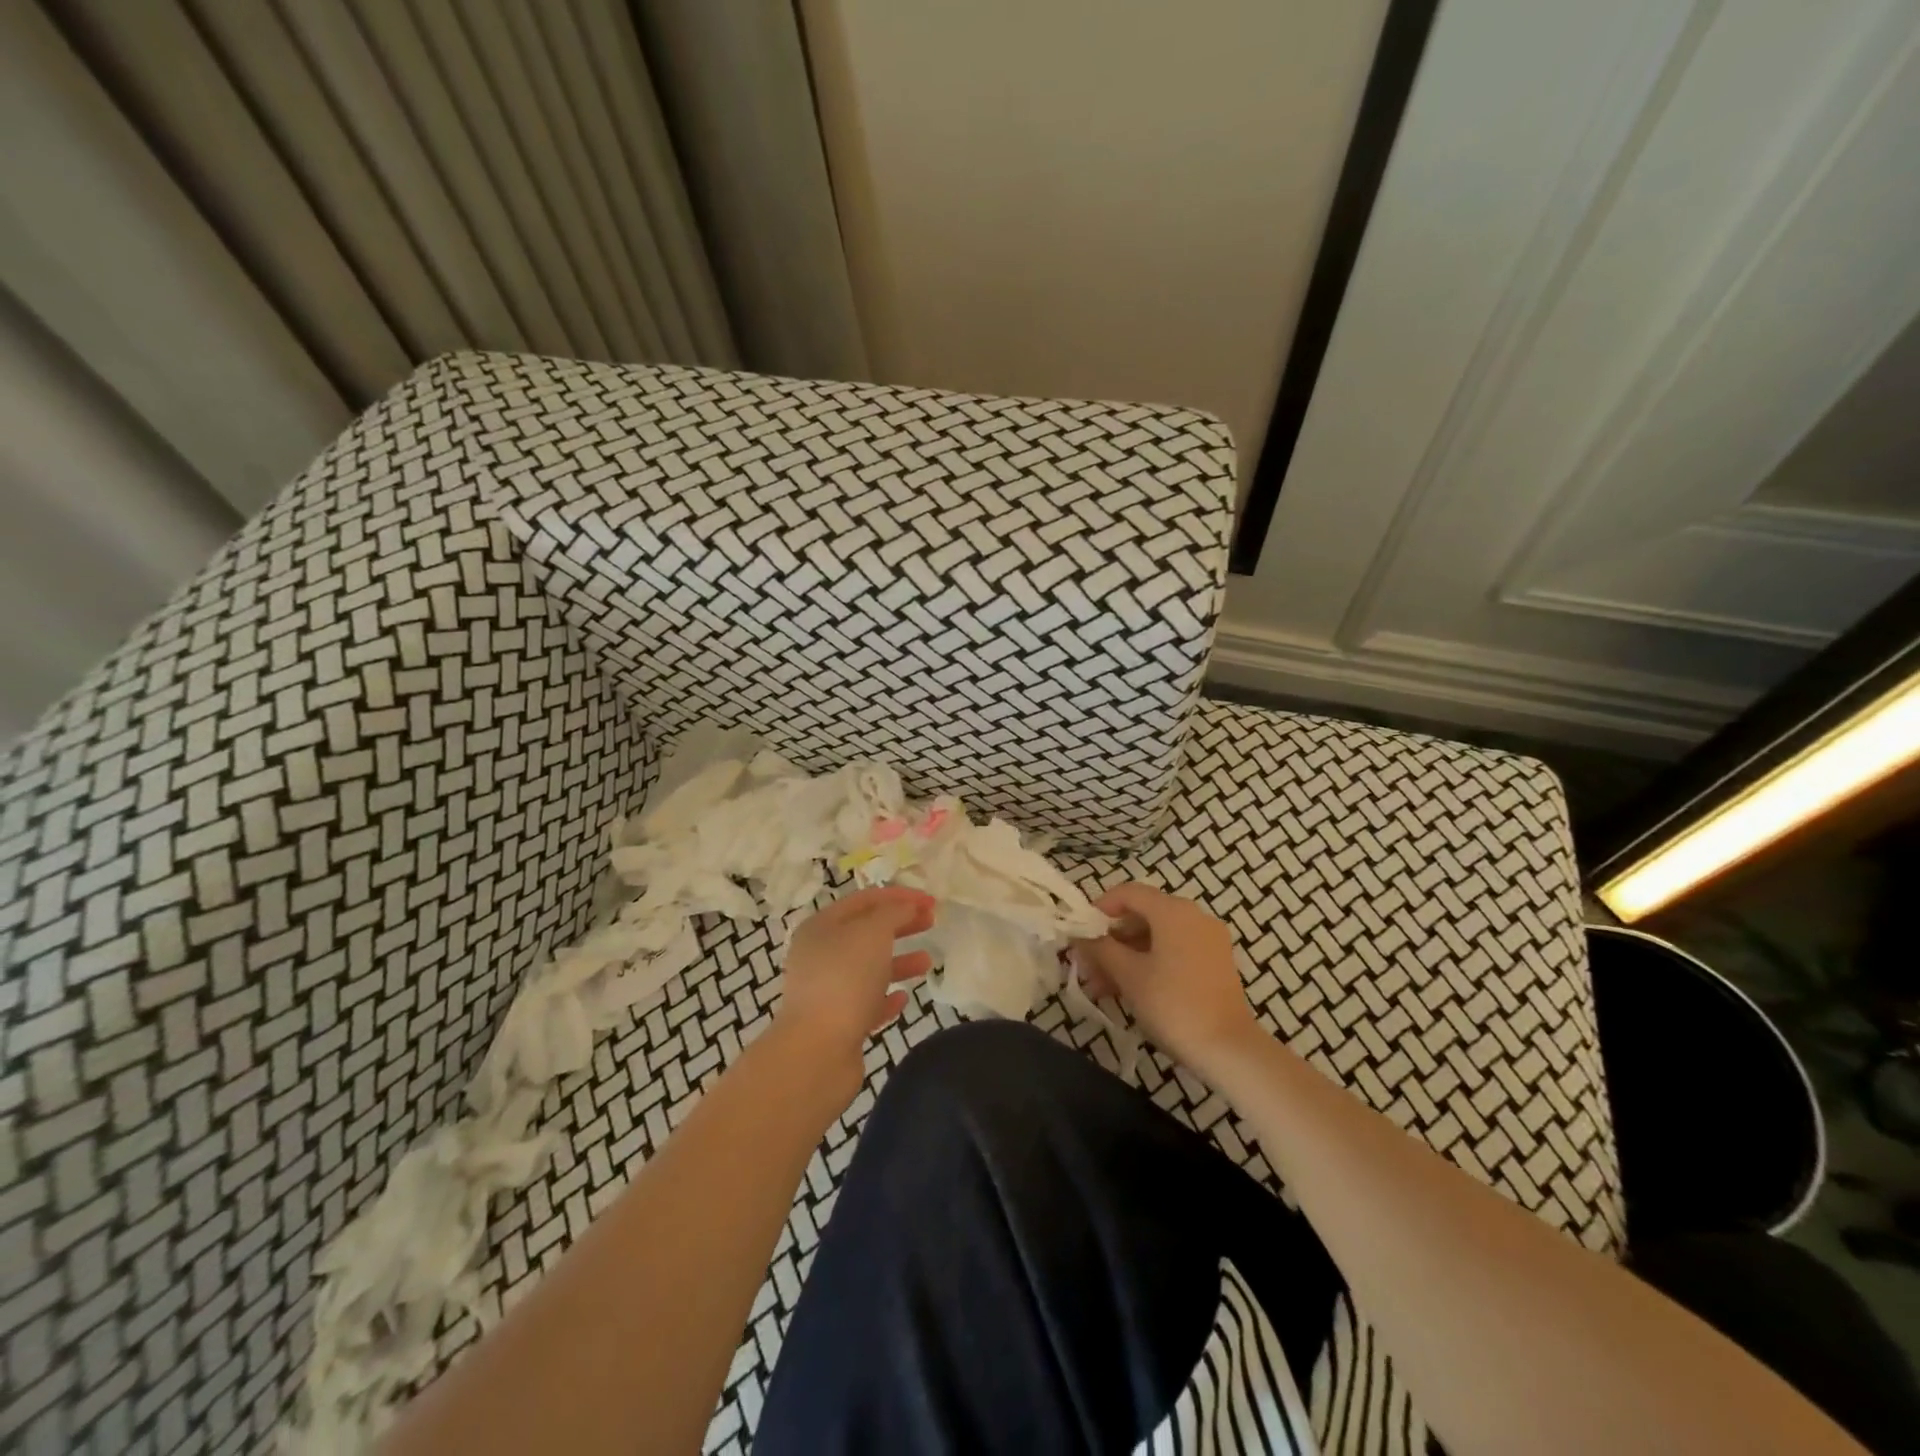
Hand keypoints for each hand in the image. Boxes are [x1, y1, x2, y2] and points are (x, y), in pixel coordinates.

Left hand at [774, 887, 934, 1104]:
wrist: (817, 1050)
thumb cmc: (845, 979)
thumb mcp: (873, 932)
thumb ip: (893, 913)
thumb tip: (905, 908)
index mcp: (821, 927)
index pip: (864, 900)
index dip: (899, 896)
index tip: (931, 900)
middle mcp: (819, 955)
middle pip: (866, 932)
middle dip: (900, 925)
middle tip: (932, 922)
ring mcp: (826, 991)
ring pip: (868, 968)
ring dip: (898, 962)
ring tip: (928, 962)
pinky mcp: (837, 1024)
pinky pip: (866, 1003)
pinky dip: (886, 997)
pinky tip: (903, 998)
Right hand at [1070, 883, 1261, 1077]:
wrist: (1228, 1049)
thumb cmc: (1173, 1004)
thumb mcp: (1128, 975)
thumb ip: (1101, 949)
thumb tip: (1080, 937)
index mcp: (1173, 911)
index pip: (1128, 893)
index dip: (1099, 908)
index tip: (1080, 932)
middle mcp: (1194, 916)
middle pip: (1142, 915)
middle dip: (1110, 939)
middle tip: (1086, 966)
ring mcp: (1207, 940)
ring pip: (1156, 936)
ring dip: (1126, 955)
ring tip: (1100, 987)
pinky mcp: (1215, 963)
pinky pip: (1174, 951)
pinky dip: (1149, 963)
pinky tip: (1128, 990)